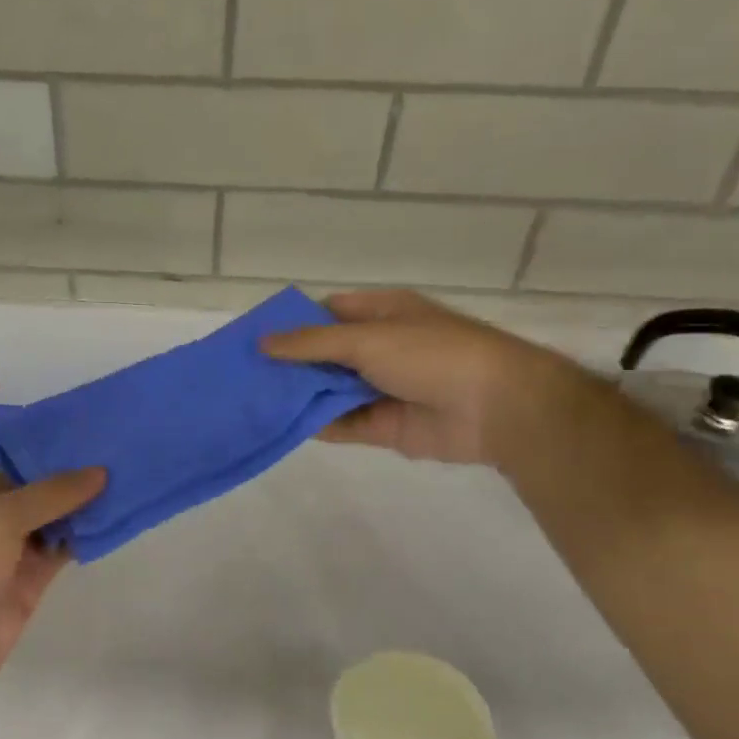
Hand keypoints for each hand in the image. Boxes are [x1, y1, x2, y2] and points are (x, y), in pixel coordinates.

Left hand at [0, 380, 104, 708]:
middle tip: (88, 436)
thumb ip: (49, 494)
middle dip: (41, 452)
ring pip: (40, 508)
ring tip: (114, 470)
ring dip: (71, 493)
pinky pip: (58, 545)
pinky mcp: (24, 577)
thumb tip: (99, 474)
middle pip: (5, 468)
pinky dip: (82, 532)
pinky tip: (112, 515)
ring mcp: (0, 545)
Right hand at [262, 290, 571, 465]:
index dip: (292, 324)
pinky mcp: (384, 425)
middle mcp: (379, 348)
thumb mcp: (368, 338)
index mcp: (382, 314)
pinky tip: (282, 425)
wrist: (496, 407)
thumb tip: (263, 342)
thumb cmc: (432, 354)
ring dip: (299, 395)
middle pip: (324, 355)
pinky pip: (342, 423)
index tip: (254, 338)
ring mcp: (381, 388)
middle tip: (243, 375)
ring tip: (252, 401)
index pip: (327, 313)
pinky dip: (316, 424)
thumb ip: (313, 343)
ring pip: (330, 391)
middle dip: (289, 364)